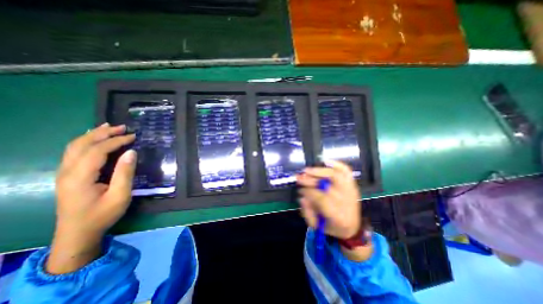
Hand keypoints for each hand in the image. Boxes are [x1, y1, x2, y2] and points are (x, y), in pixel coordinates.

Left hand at [47, 122, 135, 273]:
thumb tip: (131, 152)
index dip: (116, 141)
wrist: (77, 233)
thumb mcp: (120, 195)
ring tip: (109, 128)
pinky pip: (74, 152)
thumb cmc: (102, 215)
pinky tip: (95, 139)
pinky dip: (86, 142)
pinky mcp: (67, 175)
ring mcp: (64, 173)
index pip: (97, 150)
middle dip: (103, 133)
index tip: (133, 137)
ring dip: (93, 135)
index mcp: (80, 177)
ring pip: (74, 147)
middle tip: (123, 127)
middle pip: (82, 144)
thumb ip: (125, 173)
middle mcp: (67, 171)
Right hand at [297, 161, 373, 261]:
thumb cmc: (333, 227)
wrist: (353, 227)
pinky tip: (325, 161)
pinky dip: (336, 164)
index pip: (321, 198)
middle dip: (311, 179)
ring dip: (319, 170)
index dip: (308, 192)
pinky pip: (346, 171)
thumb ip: (307, 211)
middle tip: (299, 177)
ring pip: (336, 175)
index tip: (300, 190)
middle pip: (328, 184)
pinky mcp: (352, 185)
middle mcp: (347, 201)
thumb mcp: (316, 225)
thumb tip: (302, 195)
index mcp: (338, 215)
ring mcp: (351, 191)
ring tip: (307, 170)